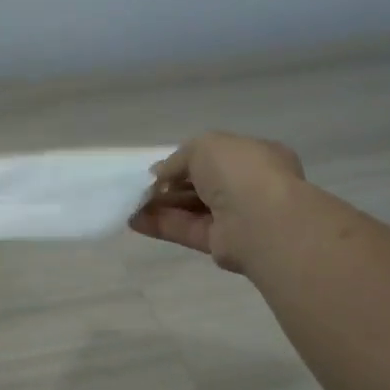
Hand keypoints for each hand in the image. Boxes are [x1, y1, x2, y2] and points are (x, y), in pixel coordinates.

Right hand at [129, 133, 304, 273]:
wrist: (259, 219)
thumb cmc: (239, 171)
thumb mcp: (205, 146)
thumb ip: (179, 157)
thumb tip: (159, 174)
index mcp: (254, 157)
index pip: (216, 157)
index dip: (185, 161)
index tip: (159, 167)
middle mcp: (248, 186)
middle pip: (201, 185)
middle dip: (169, 185)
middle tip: (140, 187)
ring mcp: (235, 217)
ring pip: (191, 209)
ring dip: (160, 205)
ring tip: (129, 203)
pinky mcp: (220, 243)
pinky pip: (186, 230)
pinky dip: (160, 225)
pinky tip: (134, 220)